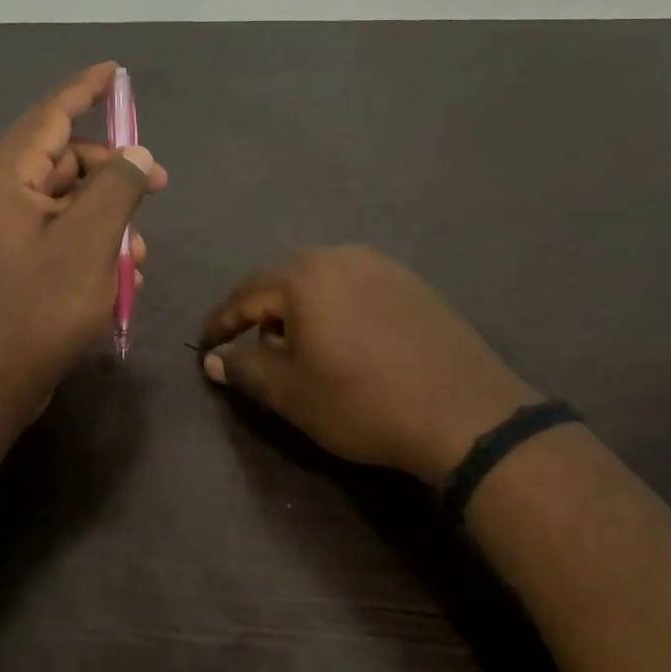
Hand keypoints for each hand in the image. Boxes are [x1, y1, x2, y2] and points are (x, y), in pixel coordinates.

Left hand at [0, 63, 166, 424]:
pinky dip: (93, 244)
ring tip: (139, 254)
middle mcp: (0, 196)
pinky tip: (121, 275)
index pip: (50, 116)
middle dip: (114, 171)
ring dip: (109, 218)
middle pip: (64, 161)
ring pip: (69, 202)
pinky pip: (62, 234)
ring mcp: (6, 231)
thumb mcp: (88, 243)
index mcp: (5, 179)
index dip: (85, 90)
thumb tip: (136, 154)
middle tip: (159, 186)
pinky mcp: (17, 262)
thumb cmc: (39, 308)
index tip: (116, 72)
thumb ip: (116, 189)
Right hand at [200, 246, 537, 483]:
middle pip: (284, 281)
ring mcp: (384, 267)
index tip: (205, 346)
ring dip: (300, 311)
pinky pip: (356, 289)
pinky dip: (335, 310)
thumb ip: (244, 368)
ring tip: (297, 348)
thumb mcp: (290, 393)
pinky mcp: (414, 285)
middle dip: (262, 315)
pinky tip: (344, 342)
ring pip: (322, 283)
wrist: (466, 415)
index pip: (246, 295)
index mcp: (305, 275)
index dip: (221, 324)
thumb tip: (214, 359)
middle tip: (251, 348)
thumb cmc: (361, 402)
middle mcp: (342, 256)